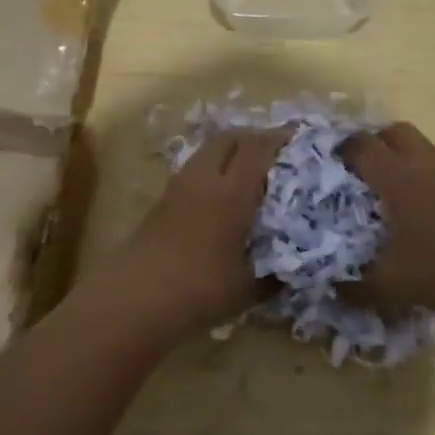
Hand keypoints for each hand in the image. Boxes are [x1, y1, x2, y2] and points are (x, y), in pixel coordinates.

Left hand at [86, 128, 287, 342]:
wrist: (133, 299)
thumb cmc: (199, 290)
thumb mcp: (248, 288)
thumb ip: (276, 274)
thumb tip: (298, 268)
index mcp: (232, 193)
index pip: (259, 149)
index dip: (280, 138)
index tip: (300, 135)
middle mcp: (205, 179)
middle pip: (230, 138)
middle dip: (254, 137)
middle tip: (276, 152)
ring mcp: (179, 188)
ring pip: (208, 152)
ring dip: (231, 152)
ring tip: (251, 172)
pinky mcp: (162, 202)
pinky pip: (195, 170)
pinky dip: (213, 170)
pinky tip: (222, 197)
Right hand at [341, 122, 434, 318]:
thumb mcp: (391, 285)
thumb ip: (354, 287)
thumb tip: (330, 286)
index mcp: (396, 177)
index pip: (361, 146)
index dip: (341, 151)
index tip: (328, 166)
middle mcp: (422, 163)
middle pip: (392, 132)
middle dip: (373, 143)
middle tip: (360, 171)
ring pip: (418, 145)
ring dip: (399, 156)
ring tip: (388, 189)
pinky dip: (421, 173)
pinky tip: (419, 206)